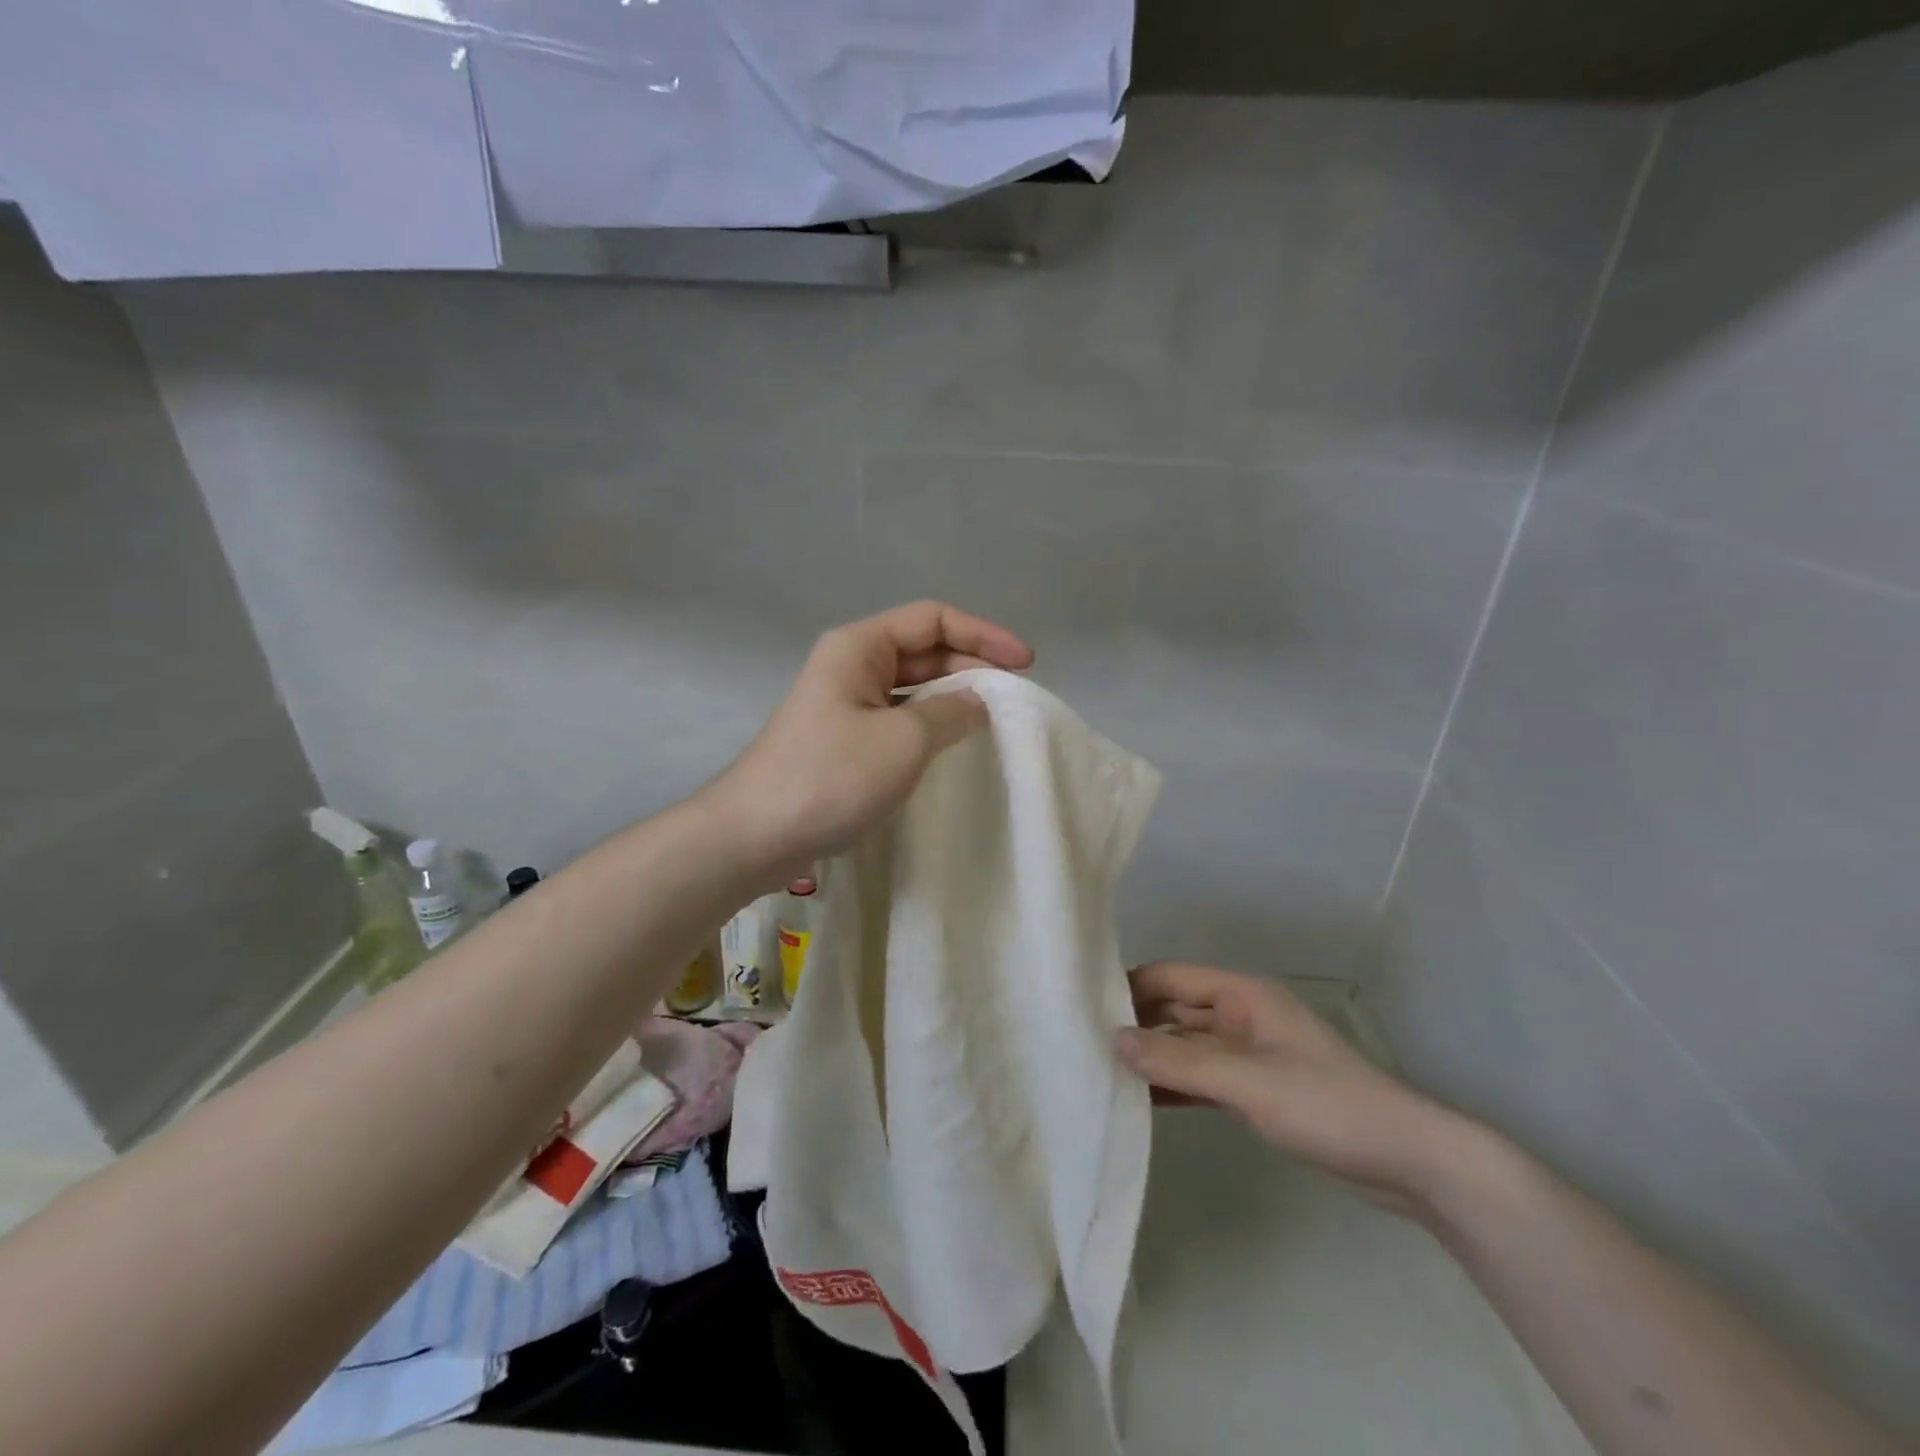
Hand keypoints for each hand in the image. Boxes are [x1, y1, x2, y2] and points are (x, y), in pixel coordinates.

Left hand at [709, 602, 1033, 880]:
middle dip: (971, 666)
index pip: (933, 619)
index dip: (984, 634)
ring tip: (992, 719)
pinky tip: (951, 744)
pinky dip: (929, 723)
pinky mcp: (842, 739)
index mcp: (860, 646)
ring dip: (952, 696)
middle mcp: (850, 664)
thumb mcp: (905, 740)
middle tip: (1013, 696)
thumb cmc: (830, 777)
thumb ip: (952, 712)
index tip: (1025, 664)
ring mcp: (844, 702)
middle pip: (923, 649)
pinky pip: (897, 717)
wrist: (754, 835)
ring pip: (911, 686)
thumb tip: (981, 701)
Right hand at [1117, 961, 1464, 1213]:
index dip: (1129, 989)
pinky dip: (1177, 1084)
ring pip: (1187, 1046)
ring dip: (1154, 1057)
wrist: (1409, 1161)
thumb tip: (1113, 1040)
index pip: (1170, 977)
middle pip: (1175, 1009)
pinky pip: (1204, 1077)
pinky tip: (1144, 1100)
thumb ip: (1179, 1061)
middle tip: (1085, 1045)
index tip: (1085, 1008)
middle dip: (1136, 1025)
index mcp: (1242, 995)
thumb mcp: (1247, 1081)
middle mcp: (1241, 1016)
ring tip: (1104, 1074)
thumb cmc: (1327, 1105)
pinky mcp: (1258, 1089)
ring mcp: (1250, 1054)